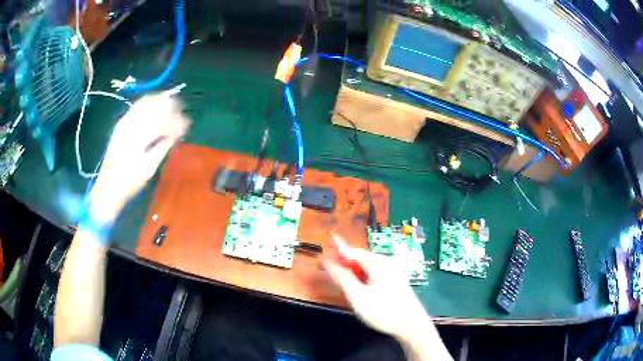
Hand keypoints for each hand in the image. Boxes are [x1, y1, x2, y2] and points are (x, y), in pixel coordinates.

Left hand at [90, 93, 189, 221]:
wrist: (108, 186)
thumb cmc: (130, 181)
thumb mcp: (150, 167)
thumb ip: (163, 146)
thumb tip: (177, 134)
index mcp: (138, 134)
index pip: (162, 119)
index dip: (176, 120)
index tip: (187, 125)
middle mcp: (131, 123)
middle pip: (155, 104)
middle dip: (171, 107)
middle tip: (181, 115)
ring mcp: (124, 121)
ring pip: (146, 102)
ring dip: (161, 104)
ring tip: (172, 109)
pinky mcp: (121, 124)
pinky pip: (138, 107)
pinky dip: (150, 106)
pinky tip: (156, 112)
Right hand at [322, 239, 429, 339]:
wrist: (411, 325)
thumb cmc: (383, 310)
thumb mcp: (357, 295)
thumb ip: (341, 277)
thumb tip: (327, 261)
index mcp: (378, 263)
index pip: (353, 251)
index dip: (339, 247)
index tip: (329, 239)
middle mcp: (387, 262)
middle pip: (361, 258)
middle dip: (345, 262)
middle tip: (330, 267)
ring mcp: (394, 272)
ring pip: (368, 267)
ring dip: (354, 270)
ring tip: (342, 278)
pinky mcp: (397, 281)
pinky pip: (376, 273)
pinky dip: (364, 276)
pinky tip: (361, 287)